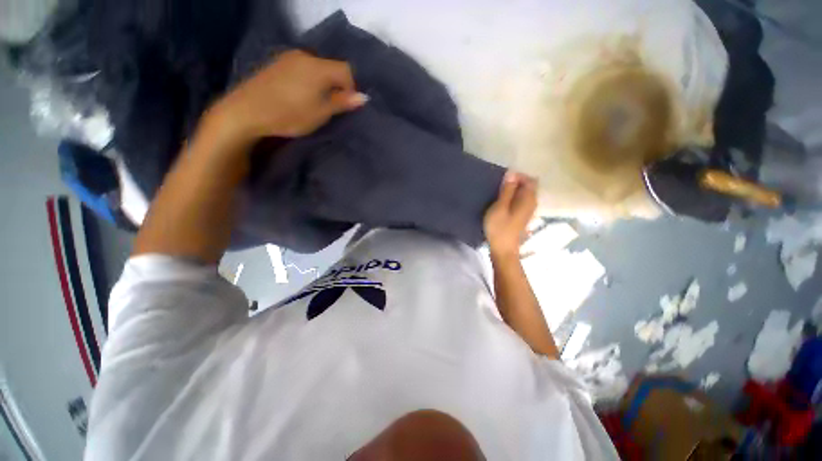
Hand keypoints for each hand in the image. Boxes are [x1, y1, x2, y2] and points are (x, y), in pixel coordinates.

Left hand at [209, 49, 367, 142]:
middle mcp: (304, 56)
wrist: (246, 111)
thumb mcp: (320, 113)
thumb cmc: (289, 114)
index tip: (346, 106)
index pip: (346, 70)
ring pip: (316, 68)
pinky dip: (308, 81)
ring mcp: (288, 58)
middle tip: (331, 107)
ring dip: (322, 84)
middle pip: (331, 67)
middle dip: (336, 86)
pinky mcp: (276, 64)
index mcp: (318, 67)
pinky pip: (301, 69)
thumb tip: (363, 97)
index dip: (351, 88)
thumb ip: (342, 102)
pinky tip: (299, 96)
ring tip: (315, 103)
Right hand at [484, 172, 537, 258]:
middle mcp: (532, 203)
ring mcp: (529, 211)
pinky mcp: (523, 217)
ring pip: (525, 194)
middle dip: (516, 183)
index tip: (503, 180)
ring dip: (514, 191)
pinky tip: (503, 203)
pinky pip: (521, 201)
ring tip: (499, 193)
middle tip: (500, 186)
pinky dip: (514, 198)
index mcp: (528, 199)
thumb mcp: (500, 207)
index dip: (518, 176)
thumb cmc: (499, 228)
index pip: (530, 180)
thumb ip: (507, 190)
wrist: (503, 249)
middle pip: (529, 187)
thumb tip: (512, 173)